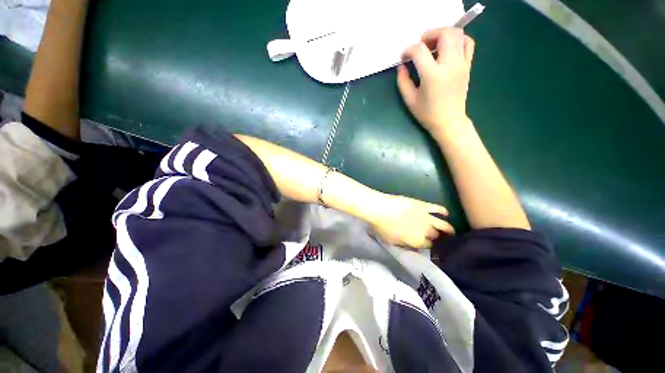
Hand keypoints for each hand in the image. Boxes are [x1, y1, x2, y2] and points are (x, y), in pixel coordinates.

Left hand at [368, 194, 454, 249]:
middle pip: (435, 236)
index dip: (428, 246)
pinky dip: (443, 211)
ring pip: (443, 225)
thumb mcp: (391, 241)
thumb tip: (413, 247)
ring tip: (451, 232)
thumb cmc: (382, 227)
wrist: (379, 208)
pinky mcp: (423, 205)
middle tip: (437, 238)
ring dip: (448, 229)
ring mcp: (426, 217)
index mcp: (417, 242)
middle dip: (436, 238)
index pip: (428, 246)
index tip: (428, 246)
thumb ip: (405, 245)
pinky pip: (437, 208)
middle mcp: (426, 231)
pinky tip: (446, 213)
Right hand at [397, 27, 474, 137]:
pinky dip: (458, 39)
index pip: (420, 51)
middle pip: (444, 34)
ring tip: (433, 44)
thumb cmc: (427, 113)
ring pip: (457, 34)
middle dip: (429, 35)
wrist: (449, 121)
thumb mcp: (410, 100)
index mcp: (432, 75)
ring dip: (443, 34)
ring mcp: (462, 63)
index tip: (403, 57)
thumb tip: (401, 66)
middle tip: (420, 45)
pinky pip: (468, 43)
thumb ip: (403, 81)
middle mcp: (450, 64)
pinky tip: (448, 47)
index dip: (409, 50)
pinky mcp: (467, 65)